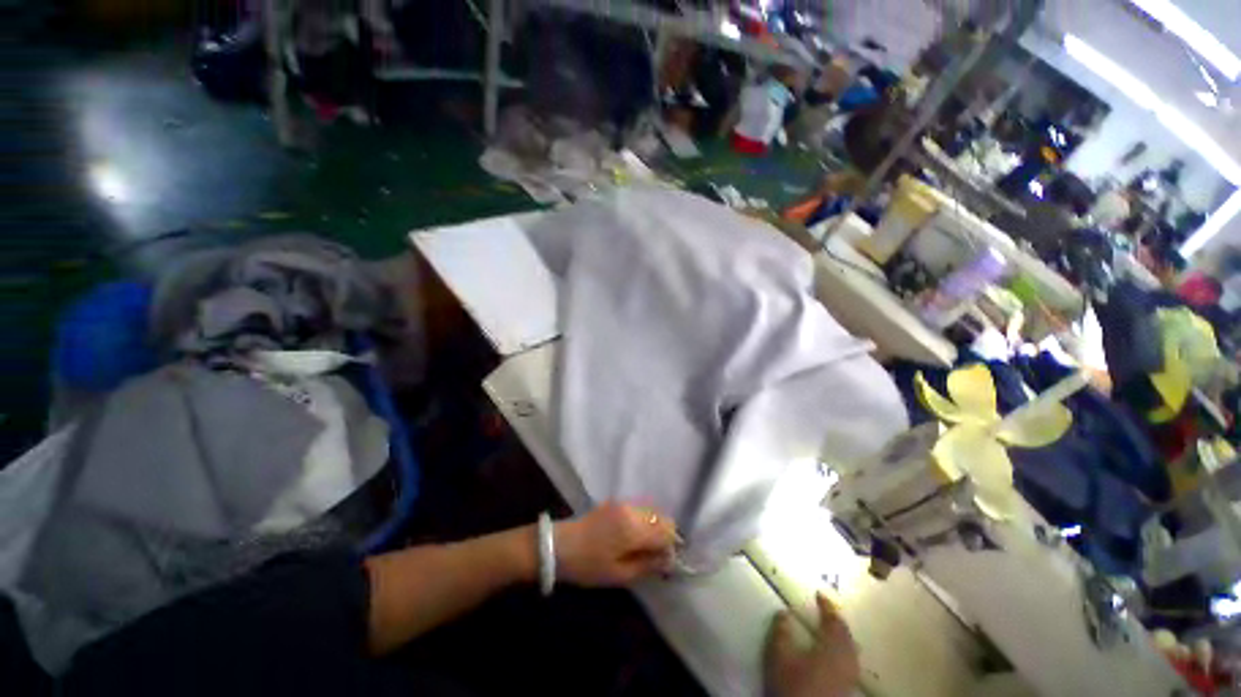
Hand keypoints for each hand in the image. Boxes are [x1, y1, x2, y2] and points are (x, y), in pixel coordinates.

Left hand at [555, 502, 676, 586]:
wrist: (559, 546)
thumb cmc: (589, 565)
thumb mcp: (619, 574)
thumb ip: (647, 565)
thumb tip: (669, 560)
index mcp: (634, 527)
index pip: (667, 531)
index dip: (671, 547)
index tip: (664, 563)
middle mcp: (632, 509)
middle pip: (662, 518)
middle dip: (665, 536)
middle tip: (655, 557)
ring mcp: (623, 503)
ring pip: (652, 512)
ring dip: (655, 528)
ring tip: (644, 548)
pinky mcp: (615, 502)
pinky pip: (640, 509)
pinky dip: (644, 521)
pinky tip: (633, 537)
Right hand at [766, 594, 860, 696]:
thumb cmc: (792, 686)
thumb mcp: (778, 656)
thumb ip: (781, 632)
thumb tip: (784, 613)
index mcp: (832, 648)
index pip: (834, 622)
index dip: (827, 606)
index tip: (818, 594)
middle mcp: (846, 661)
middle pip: (847, 636)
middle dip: (837, 621)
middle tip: (825, 611)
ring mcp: (849, 678)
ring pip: (851, 651)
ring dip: (842, 636)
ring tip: (830, 630)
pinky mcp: (847, 690)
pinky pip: (850, 663)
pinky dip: (843, 651)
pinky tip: (833, 655)